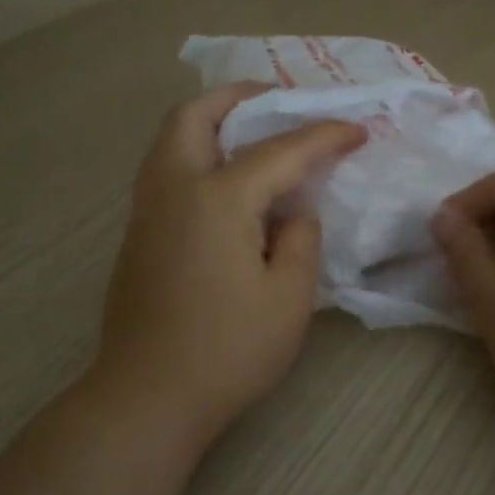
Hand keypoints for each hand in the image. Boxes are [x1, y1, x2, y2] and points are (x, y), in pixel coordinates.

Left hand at [93, 84, 365, 442]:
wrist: (148, 396)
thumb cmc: (228, 350)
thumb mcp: (288, 298)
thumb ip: (300, 240)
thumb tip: (293, 212)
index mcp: (217, 198)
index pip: (279, 151)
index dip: (323, 136)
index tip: (357, 128)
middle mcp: (174, 189)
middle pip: (194, 116)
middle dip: (238, 98)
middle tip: (277, 101)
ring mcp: (147, 212)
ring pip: (170, 140)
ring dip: (210, 122)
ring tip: (251, 132)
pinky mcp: (137, 237)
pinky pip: (165, 170)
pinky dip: (195, 153)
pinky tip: (224, 183)